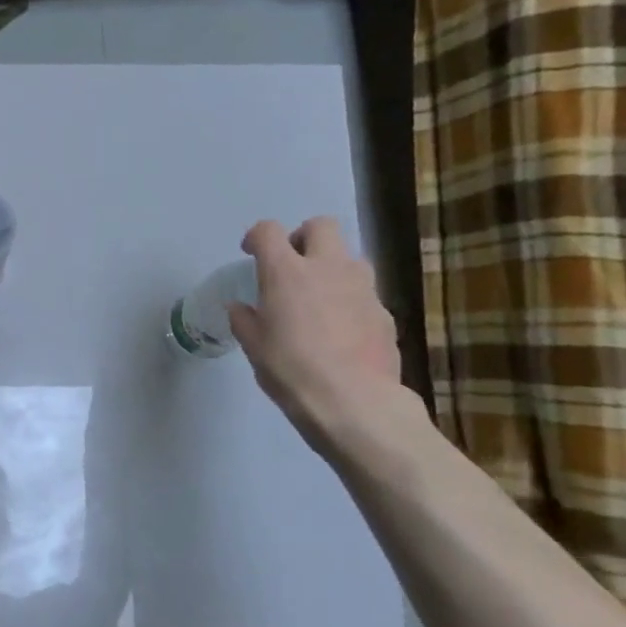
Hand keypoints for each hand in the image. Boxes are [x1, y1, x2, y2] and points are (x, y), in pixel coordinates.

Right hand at [228, 217, 407, 448]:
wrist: (353, 401)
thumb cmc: (290, 369)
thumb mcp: (253, 345)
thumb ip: (245, 319)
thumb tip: (241, 307)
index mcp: (286, 272)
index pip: (268, 231)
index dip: (256, 237)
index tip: (250, 253)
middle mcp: (327, 268)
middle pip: (321, 226)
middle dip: (304, 237)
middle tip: (291, 263)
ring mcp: (362, 288)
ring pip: (349, 256)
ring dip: (331, 266)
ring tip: (317, 296)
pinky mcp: (384, 312)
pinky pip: (363, 292)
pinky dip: (349, 299)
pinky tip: (339, 329)